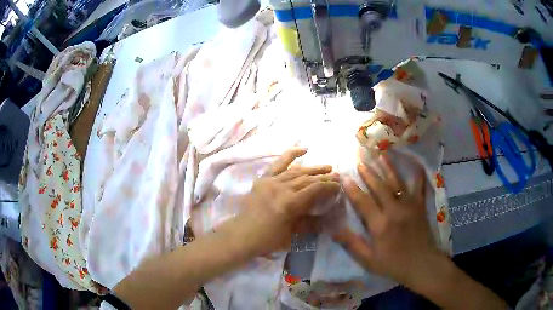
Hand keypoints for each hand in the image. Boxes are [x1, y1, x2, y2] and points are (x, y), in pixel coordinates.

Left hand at [233, 148, 340, 255]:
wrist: (242, 235)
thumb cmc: (268, 239)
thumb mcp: (293, 235)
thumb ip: (311, 223)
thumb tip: (329, 217)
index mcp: (289, 203)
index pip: (314, 189)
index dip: (328, 186)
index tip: (339, 185)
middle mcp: (280, 188)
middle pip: (307, 179)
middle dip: (324, 176)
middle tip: (338, 175)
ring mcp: (270, 181)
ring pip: (296, 171)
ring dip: (313, 168)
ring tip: (327, 167)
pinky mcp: (263, 179)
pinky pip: (278, 164)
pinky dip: (291, 155)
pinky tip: (304, 149)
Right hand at [334, 154, 442, 286]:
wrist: (422, 264)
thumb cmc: (394, 264)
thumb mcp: (369, 260)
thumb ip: (352, 244)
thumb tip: (334, 230)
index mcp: (380, 225)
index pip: (363, 202)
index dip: (352, 188)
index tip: (344, 176)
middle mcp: (394, 210)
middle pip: (379, 187)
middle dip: (368, 173)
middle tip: (359, 161)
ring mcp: (409, 206)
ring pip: (397, 182)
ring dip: (388, 168)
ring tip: (380, 155)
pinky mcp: (420, 206)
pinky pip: (419, 186)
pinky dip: (418, 174)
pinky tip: (415, 164)